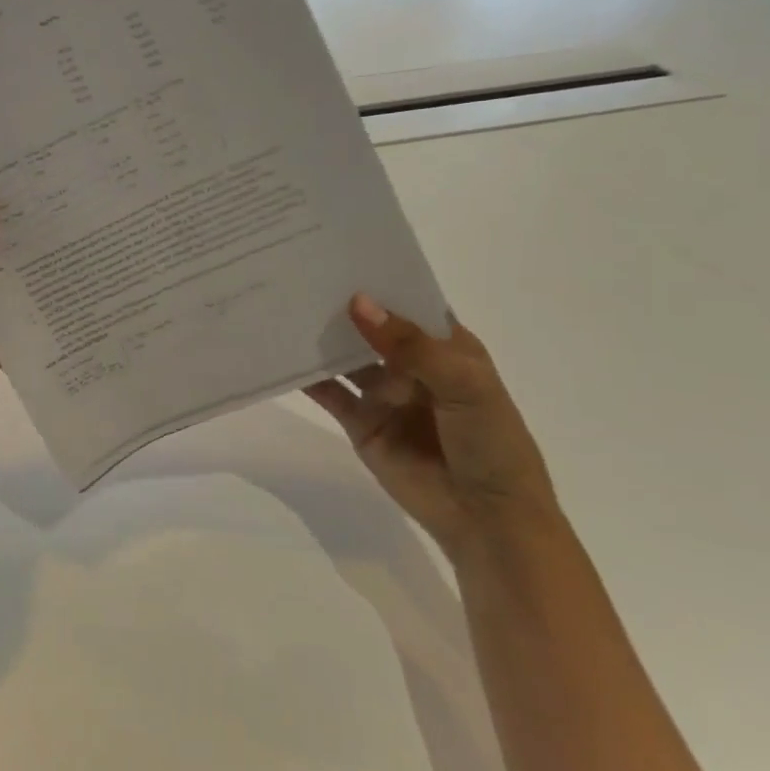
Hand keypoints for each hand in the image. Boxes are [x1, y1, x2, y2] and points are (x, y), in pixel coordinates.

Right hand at [303, 295, 559, 561]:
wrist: (487, 518)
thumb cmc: (491, 442)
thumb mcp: (463, 384)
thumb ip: (410, 344)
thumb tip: (357, 302)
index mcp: (446, 346)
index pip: (408, 302)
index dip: (380, 279)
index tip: (338, 252)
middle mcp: (411, 363)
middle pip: (370, 326)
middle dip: (340, 305)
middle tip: (297, 273)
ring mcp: (383, 393)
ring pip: (345, 357)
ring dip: (320, 337)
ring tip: (282, 306)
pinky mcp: (360, 422)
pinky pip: (329, 392)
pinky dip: (305, 377)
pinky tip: (279, 355)